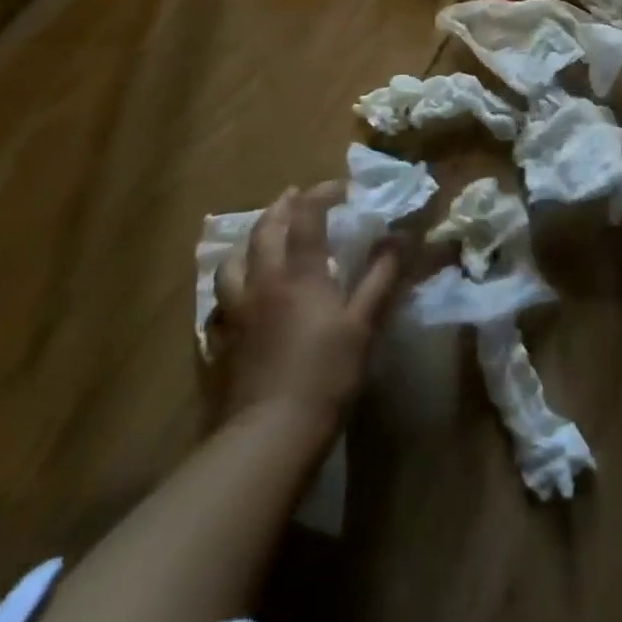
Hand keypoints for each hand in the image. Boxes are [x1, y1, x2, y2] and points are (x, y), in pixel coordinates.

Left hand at [207, 182, 401, 428]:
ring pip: (232, 262)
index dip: (321, 194)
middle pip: (265, 231)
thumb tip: (402, 237)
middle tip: (295, 196)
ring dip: (248, 241)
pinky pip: (219, 303)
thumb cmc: (325, 374)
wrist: (269, 434)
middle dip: (281, 207)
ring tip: (260, 238)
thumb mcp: (363, 324)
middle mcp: (262, 282)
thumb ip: (381, 277)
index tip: (340, 187)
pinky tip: (237, 296)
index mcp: (298, 273)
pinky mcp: (221, 342)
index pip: (306, 217)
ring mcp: (236, 312)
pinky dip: (230, 287)